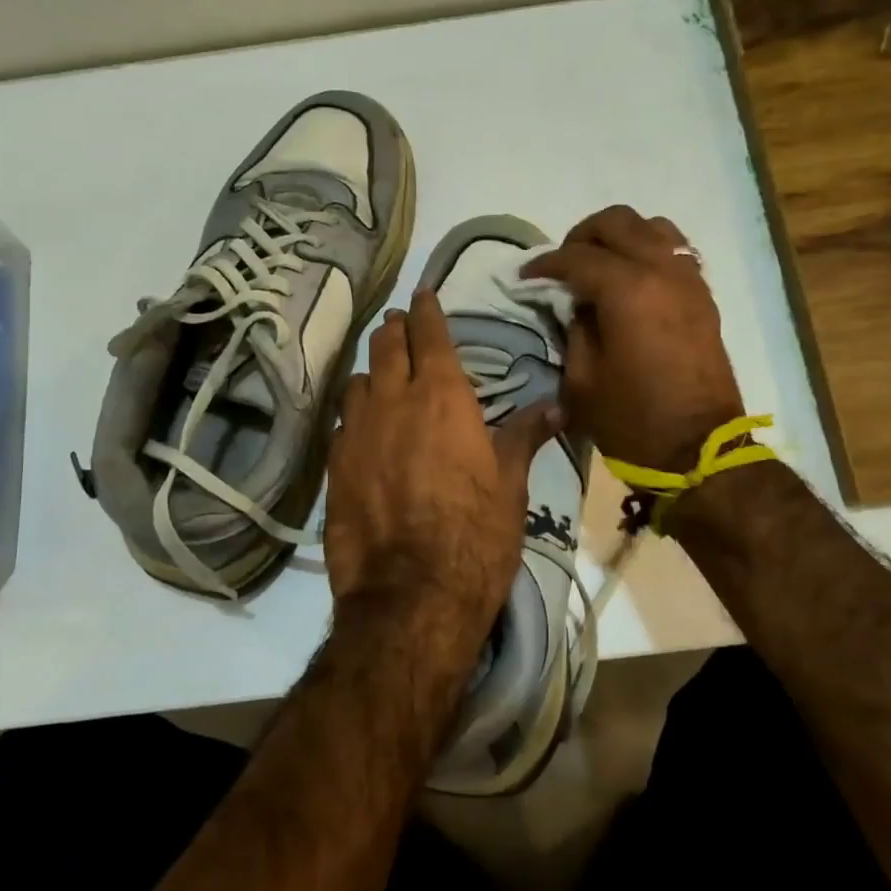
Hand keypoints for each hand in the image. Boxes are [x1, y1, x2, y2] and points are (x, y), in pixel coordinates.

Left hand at [326, 290, 559, 653]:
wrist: (410, 595)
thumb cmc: (475, 536)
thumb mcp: (510, 485)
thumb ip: (524, 436)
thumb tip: (556, 405)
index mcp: (442, 396)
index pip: (429, 334)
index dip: (426, 310)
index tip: (422, 294)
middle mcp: (393, 401)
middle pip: (385, 346)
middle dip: (395, 330)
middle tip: (402, 327)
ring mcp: (356, 432)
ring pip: (357, 380)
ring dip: (372, 371)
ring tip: (382, 377)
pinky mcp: (334, 466)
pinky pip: (342, 422)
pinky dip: (355, 413)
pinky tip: (364, 429)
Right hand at [523, 205, 742, 473]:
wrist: (699, 450)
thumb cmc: (632, 419)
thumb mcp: (582, 379)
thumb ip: (574, 328)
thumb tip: (575, 302)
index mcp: (627, 291)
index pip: (576, 257)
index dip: (545, 264)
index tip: (525, 275)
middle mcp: (661, 271)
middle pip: (616, 222)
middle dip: (581, 237)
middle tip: (562, 265)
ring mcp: (688, 279)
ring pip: (651, 226)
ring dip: (619, 236)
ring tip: (599, 264)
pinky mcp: (703, 295)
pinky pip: (674, 249)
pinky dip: (647, 249)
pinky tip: (631, 277)